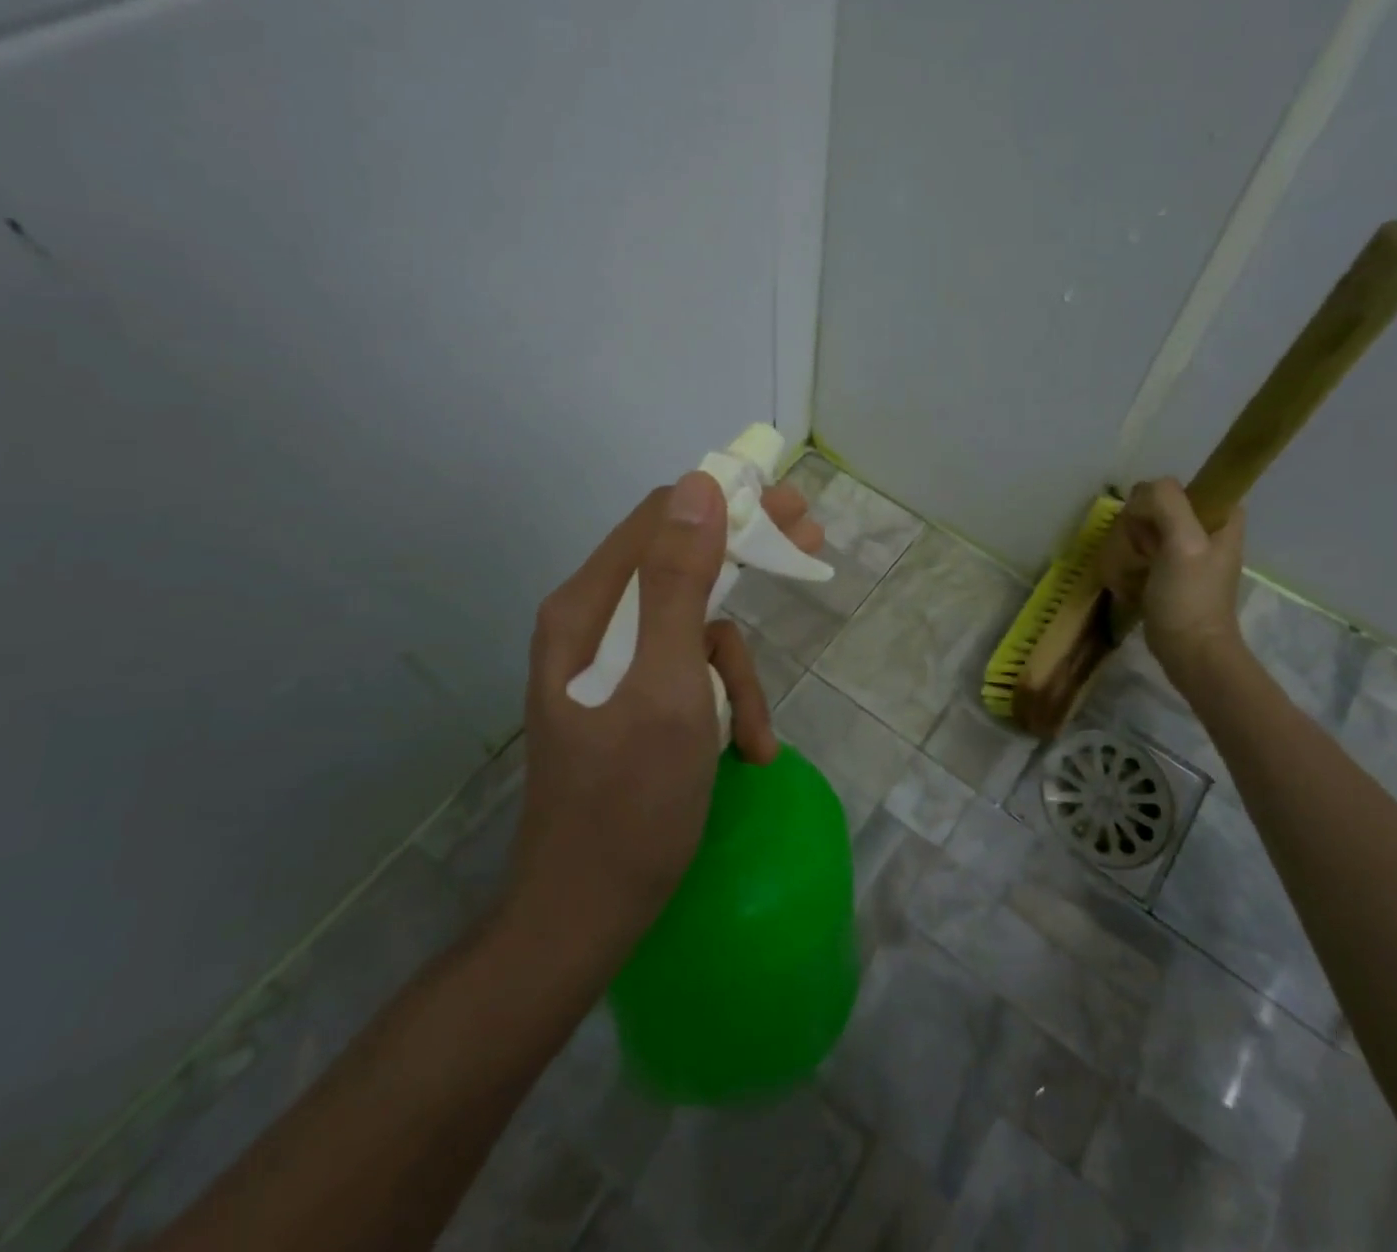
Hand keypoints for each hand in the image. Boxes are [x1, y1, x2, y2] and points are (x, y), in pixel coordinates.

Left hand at [507, 471, 823, 959]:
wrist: (587, 911)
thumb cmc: (629, 800)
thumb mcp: (667, 684)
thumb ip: (680, 582)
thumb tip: (700, 486)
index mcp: (588, 608)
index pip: (662, 519)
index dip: (728, 504)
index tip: (789, 509)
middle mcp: (595, 624)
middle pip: (682, 565)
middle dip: (748, 563)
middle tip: (809, 542)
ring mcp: (615, 665)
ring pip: (696, 631)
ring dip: (738, 674)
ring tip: (756, 735)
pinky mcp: (634, 700)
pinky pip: (691, 675)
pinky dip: (725, 704)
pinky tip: (747, 751)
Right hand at [1139, 477, 1246, 681]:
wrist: (1190, 650)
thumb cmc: (1190, 596)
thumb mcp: (1183, 542)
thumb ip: (1166, 503)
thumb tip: (1141, 492)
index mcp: (1223, 517)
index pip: (1184, 486)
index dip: (1161, 500)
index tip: (1152, 525)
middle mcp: (1208, 530)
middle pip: (1161, 506)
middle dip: (1142, 524)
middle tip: (1144, 551)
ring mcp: (1188, 553)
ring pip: (1147, 528)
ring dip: (1132, 544)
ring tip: (1134, 567)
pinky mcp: (1171, 574)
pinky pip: (1143, 552)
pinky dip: (1131, 560)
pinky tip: (1129, 578)